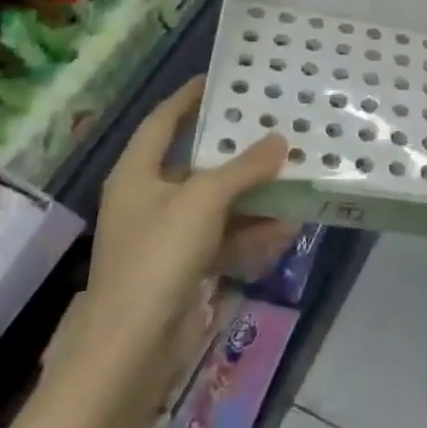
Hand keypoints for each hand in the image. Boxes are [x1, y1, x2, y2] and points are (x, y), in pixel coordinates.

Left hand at [71, 77, 292, 376]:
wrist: (132, 348)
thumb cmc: (158, 256)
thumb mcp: (203, 201)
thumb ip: (243, 168)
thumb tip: (280, 140)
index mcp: (137, 174)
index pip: (162, 121)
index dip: (189, 97)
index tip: (222, 78)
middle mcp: (150, 199)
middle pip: (197, 163)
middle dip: (237, 150)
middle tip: (275, 127)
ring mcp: (167, 236)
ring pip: (218, 203)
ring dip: (254, 194)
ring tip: (294, 176)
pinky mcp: (185, 267)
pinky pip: (225, 237)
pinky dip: (253, 231)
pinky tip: (288, 226)